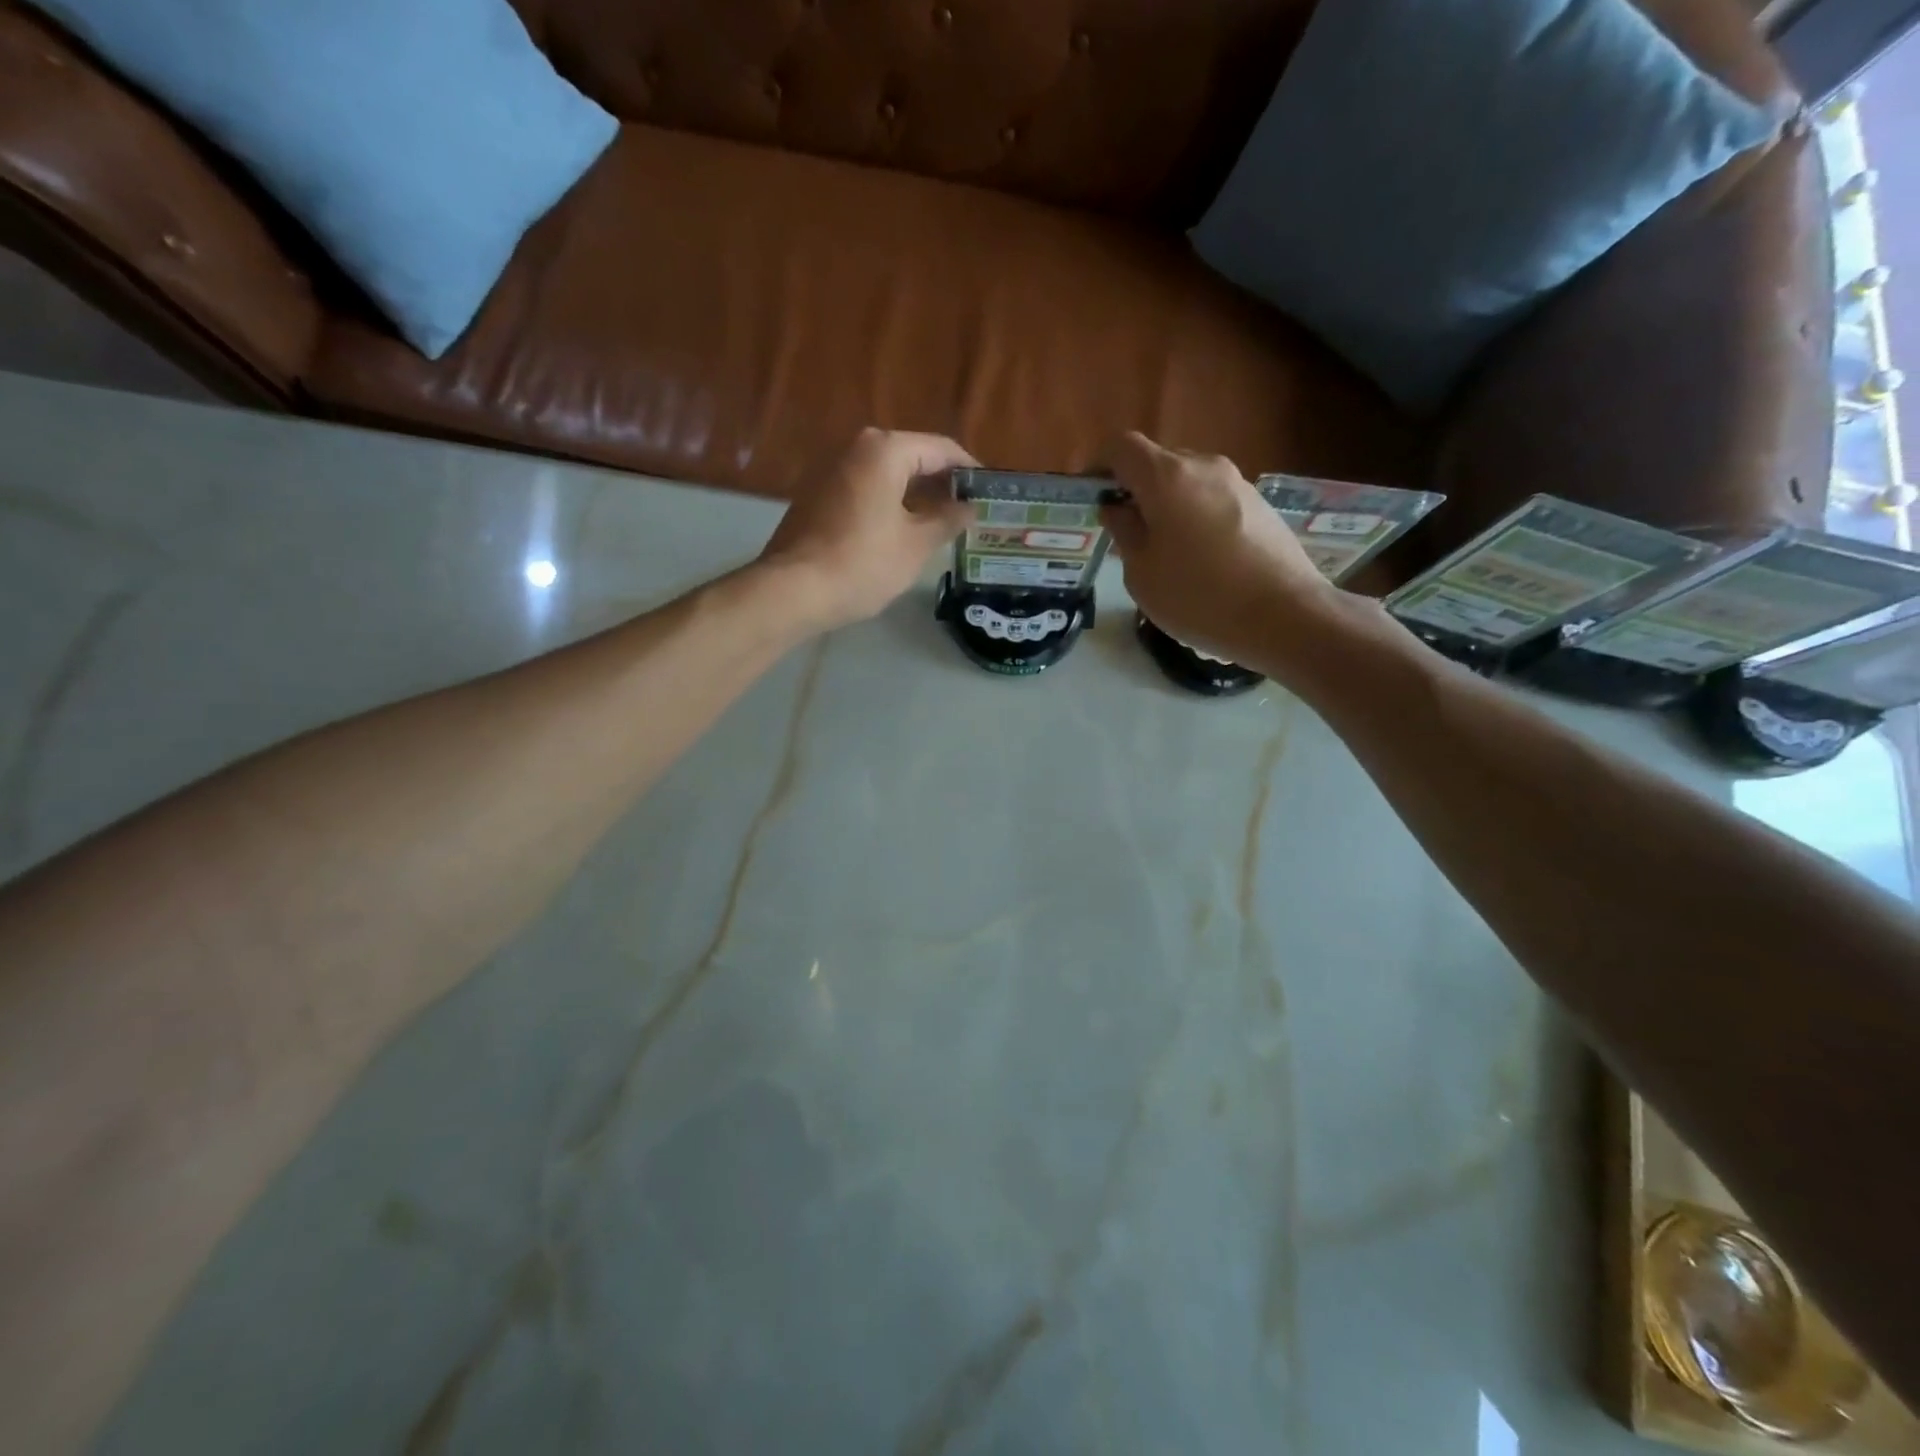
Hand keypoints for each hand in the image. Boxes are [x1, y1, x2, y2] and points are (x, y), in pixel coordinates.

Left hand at [759, 428, 975, 630]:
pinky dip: (889, 503)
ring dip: (916, 495)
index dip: (969, 470)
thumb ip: (947, 520)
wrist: (792, 591)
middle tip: (968, 512)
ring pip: (887, 474)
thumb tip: (969, 508)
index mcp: (884, 450)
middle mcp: (855, 447)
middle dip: (941, 483)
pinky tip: (903, 531)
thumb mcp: (916, 545)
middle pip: (912, 457)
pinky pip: (865, 489)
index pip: (941, 448)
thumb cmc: (862, 563)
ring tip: (942, 525)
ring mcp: (830, 469)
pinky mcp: (816, 494)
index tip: (989, 493)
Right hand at [1099, 432, 1333, 666]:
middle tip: (1125, 532)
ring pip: (1187, 482)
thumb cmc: (1199, 597)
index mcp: (1167, 477)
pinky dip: (1194, 517)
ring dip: (1166, 505)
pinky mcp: (1260, 504)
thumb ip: (1124, 532)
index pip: (1121, 447)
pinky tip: (1200, 560)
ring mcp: (1237, 482)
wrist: (1285, 615)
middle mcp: (1204, 466)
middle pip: (1157, 462)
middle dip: (1134, 489)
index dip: (1099, 466)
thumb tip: (1117, 508)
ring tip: (1163, 551)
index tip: (1091, 497)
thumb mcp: (1142, 573)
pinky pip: (1213, 499)